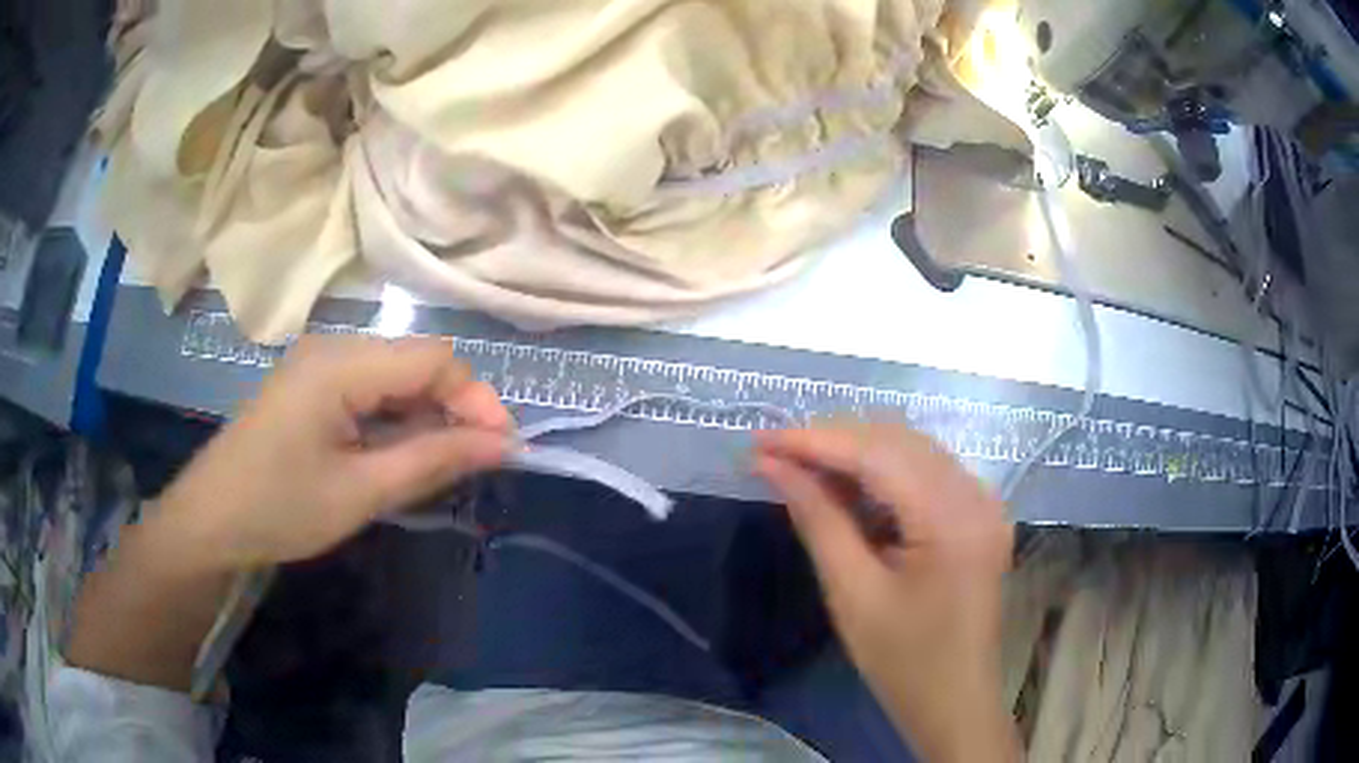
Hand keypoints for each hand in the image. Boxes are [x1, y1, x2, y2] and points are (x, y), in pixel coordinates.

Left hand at [155, 335, 514, 570]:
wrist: (210, 521)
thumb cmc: (281, 509)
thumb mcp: (361, 492)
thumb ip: (433, 460)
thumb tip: (501, 445)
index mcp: (341, 365)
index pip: (435, 359)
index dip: (476, 399)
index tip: (502, 451)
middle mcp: (332, 348)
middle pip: (416, 362)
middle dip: (455, 408)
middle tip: (476, 464)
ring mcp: (317, 365)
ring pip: (394, 376)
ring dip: (426, 415)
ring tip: (442, 465)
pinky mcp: (309, 386)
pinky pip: (368, 389)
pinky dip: (394, 418)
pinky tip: (398, 454)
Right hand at [754, 422, 1018, 761]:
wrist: (955, 702)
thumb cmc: (903, 662)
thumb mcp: (853, 594)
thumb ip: (818, 520)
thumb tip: (773, 466)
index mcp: (952, 517)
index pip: (877, 453)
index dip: (814, 440)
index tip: (759, 439)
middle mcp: (976, 494)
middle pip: (897, 441)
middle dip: (832, 442)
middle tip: (774, 456)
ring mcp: (984, 502)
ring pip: (912, 450)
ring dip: (855, 453)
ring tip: (801, 468)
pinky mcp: (978, 514)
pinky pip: (926, 473)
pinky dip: (882, 473)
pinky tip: (846, 488)